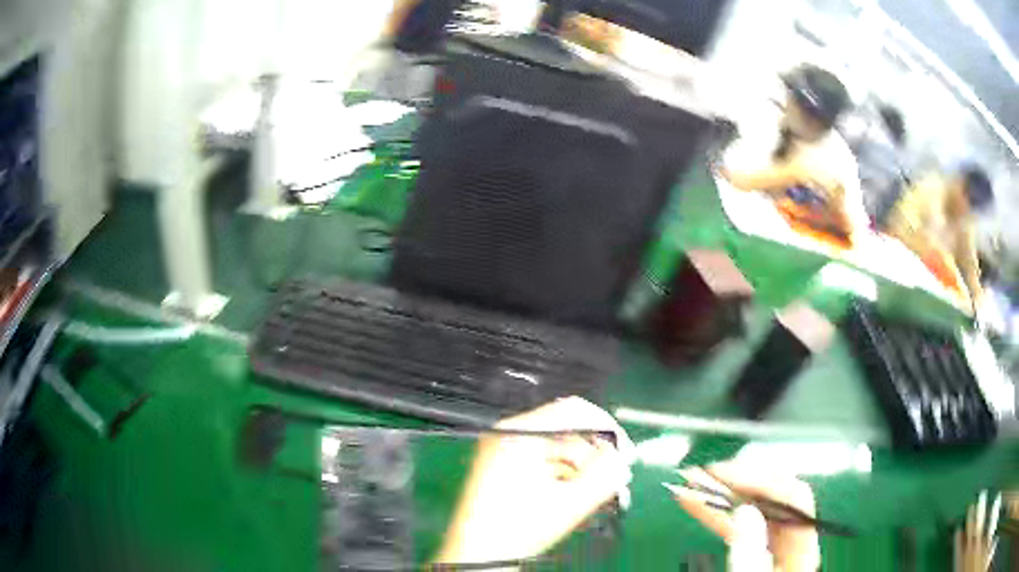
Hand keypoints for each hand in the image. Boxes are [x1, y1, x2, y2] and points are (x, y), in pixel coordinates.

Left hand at [434, 397, 633, 564]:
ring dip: (581, 470)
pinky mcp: (503, 469)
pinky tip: (573, 497)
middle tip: (613, 479)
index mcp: (519, 433)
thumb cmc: (516, 529)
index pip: (573, 410)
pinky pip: (543, 462)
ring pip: (557, 450)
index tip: (625, 452)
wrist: (477, 555)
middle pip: (566, 432)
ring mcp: (503, 451)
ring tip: (594, 494)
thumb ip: (604, 476)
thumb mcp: (569, 503)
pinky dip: (563, 476)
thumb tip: (624, 459)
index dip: (606, 429)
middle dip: (594, 456)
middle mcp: (508, 435)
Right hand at [669, 461, 819, 571]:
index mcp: (801, 549)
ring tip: (690, 484)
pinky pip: (738, 524)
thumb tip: (747, 511)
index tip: (724, 476)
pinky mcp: (755, 551)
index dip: (761, 480)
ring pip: (751, 509)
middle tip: (703, 474)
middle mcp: (791, 541)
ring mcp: (772, 545)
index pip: (793, 498)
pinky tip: (695, 503)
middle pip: (771, 499)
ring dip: (721, 495)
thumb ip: (750, 552)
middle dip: (736, 483)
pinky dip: (716, 513)